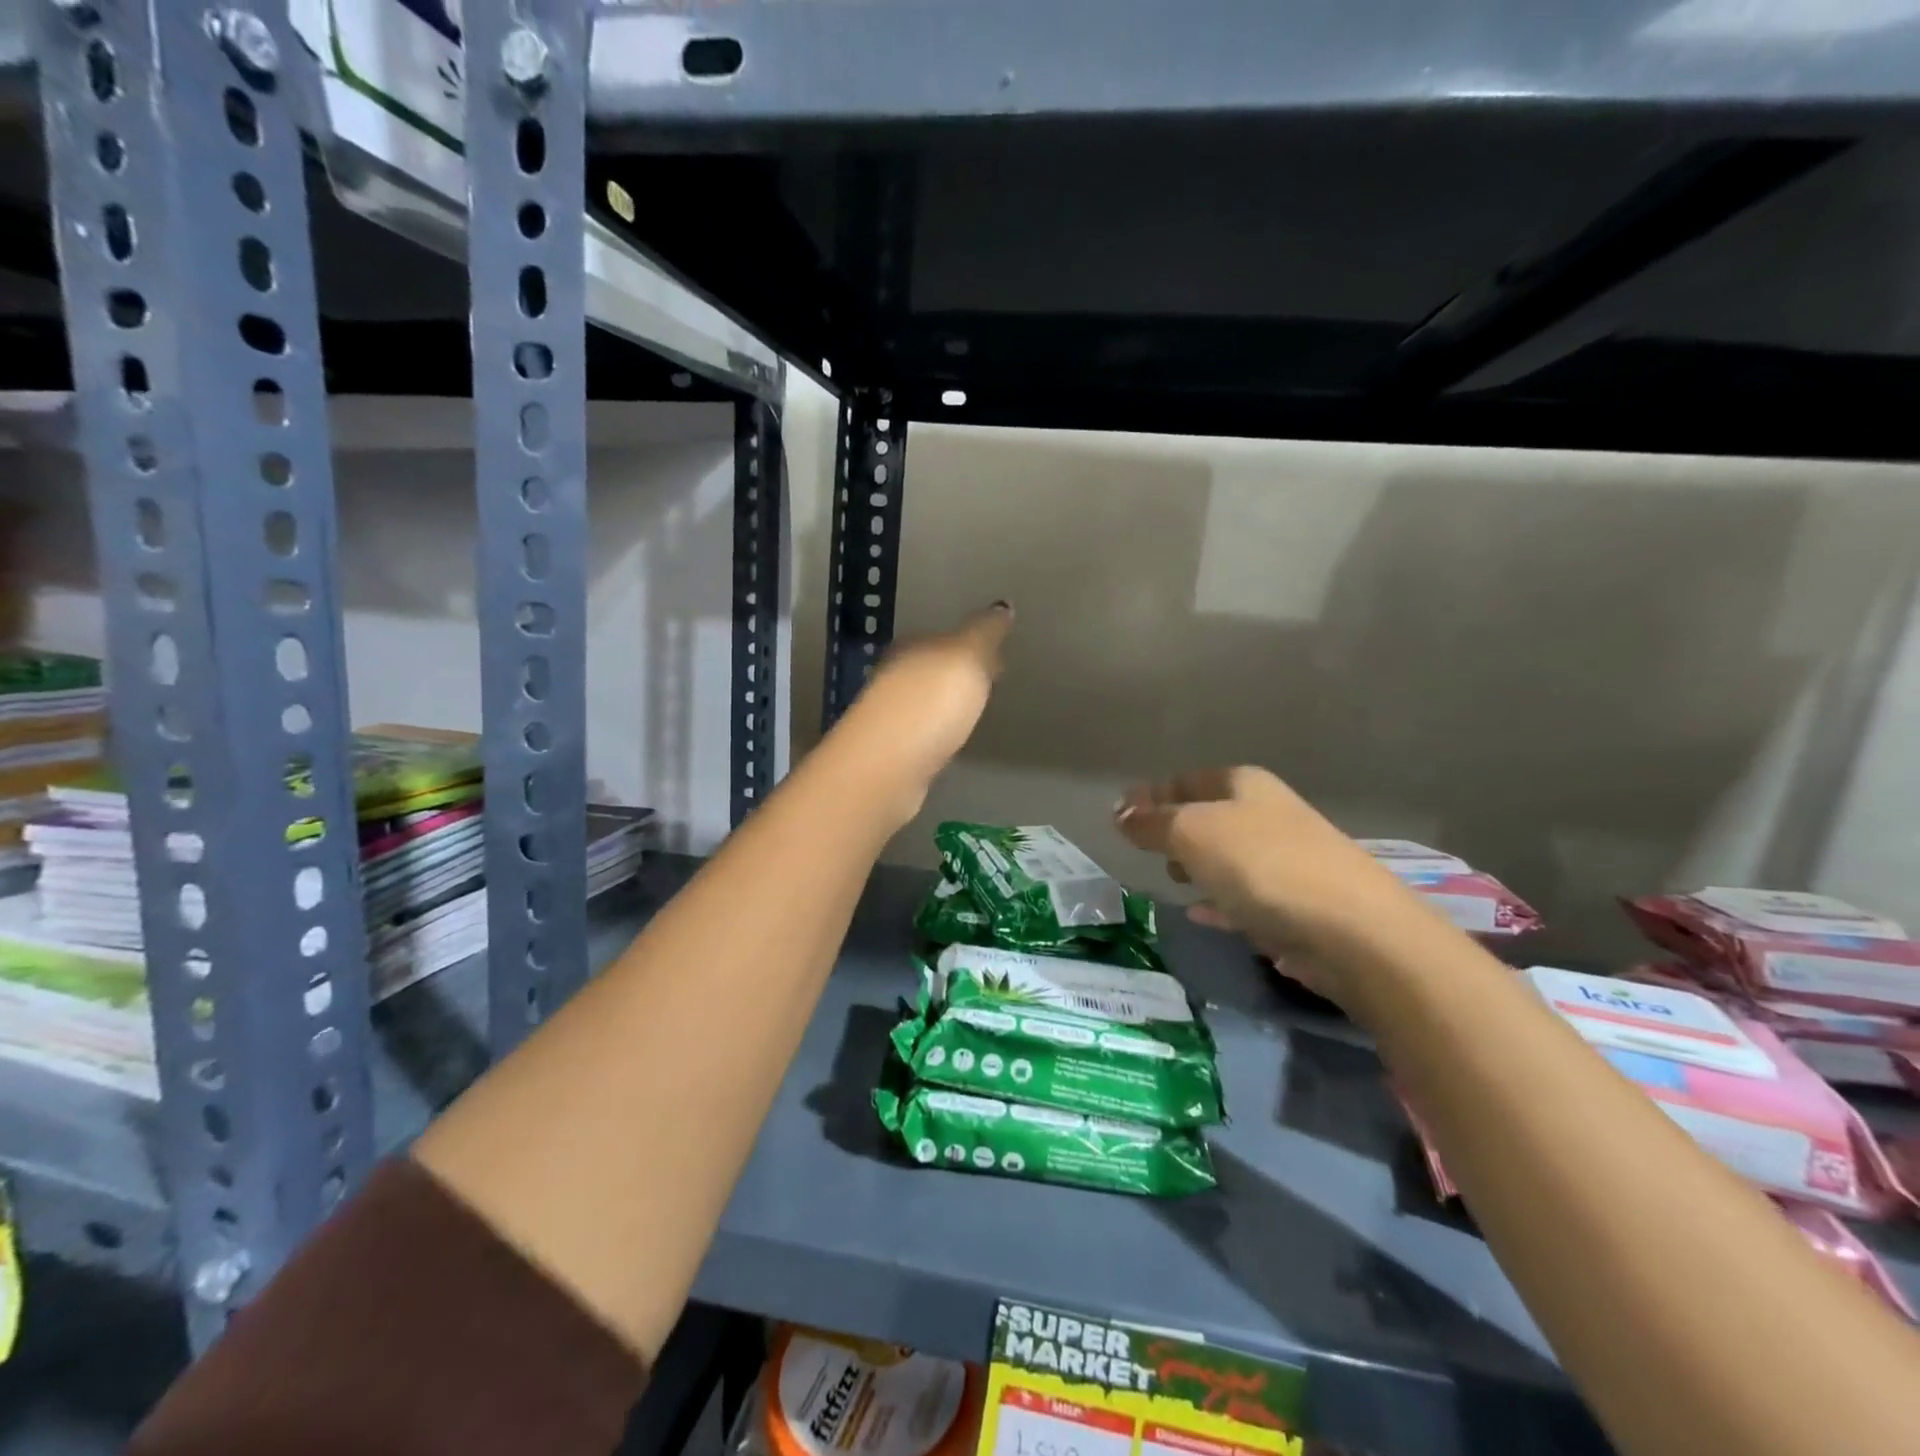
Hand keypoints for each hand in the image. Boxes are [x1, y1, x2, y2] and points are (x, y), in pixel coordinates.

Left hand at [832, 603, 1013, 826]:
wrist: (887, 766)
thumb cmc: (930, 703)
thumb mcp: (967, 657)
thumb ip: (985, 632)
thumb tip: (1002, 606)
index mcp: (911, 647)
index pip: (946, 638)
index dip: (974, 646)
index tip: (999, 658)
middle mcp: (895, 676)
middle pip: (934, 668)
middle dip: (960, 674)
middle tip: (991, 683)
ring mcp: (890, 715)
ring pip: (926, 700)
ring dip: (949, 703)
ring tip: (976, 711)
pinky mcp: (891, 751)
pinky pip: (923, 731)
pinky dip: (938, 730)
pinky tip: (951, 739)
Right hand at [1113, 766, 1417, 1013]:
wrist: (1354, 931)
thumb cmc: (1263, 865)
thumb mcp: (1193, 834)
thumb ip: (1152, 823)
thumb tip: (1119, 813)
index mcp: (1245, 786)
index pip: (1187, 780)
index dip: (1152, 794)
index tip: (1120, 814)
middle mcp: (1269, 815)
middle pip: (1210, 816)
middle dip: (1175, 829)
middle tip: (1146, 848)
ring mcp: (1287, 860)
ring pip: (1229, 857)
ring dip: (1198, 866)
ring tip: (1172, 880)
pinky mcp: (1298, 905)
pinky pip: (1245, 897)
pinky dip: (1221, 902)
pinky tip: (1202, 915)